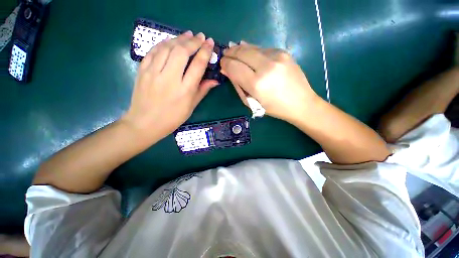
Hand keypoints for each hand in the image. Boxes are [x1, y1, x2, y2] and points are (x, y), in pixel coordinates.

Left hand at [122, 31, 217, 139]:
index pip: (197, 65)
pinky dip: (164, 43)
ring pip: (167, 47)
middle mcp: (170, 79)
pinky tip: (171, 41)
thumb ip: (202, 90)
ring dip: (179, 38)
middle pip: (182, 52)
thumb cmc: (172, 118)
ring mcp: (153, 73)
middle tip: (201, 37)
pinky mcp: (142, 70)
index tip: (210, 43)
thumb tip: (215, 80)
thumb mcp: (191, 106)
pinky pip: (154, 51)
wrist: (145, 123)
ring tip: (188, 35)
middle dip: (193, 41)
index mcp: (185, 90)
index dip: (205, 52)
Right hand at [221, 42, 319, 121]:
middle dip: (230, 53)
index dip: (225, 64)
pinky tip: (249, 53)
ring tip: (234, 51)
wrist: (301, 103)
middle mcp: (266, 66)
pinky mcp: (284, 52)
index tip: (222, 64)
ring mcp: (277, 57)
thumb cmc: (274, 108)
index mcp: (257, 84)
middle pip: (241, 52)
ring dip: (240, 49)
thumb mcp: (252, 102)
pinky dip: (253, 50)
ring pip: (251, 47)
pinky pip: (262, 49)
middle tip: (225, 55)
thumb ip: (239, 85)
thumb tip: (227, 70)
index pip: (234, 67)